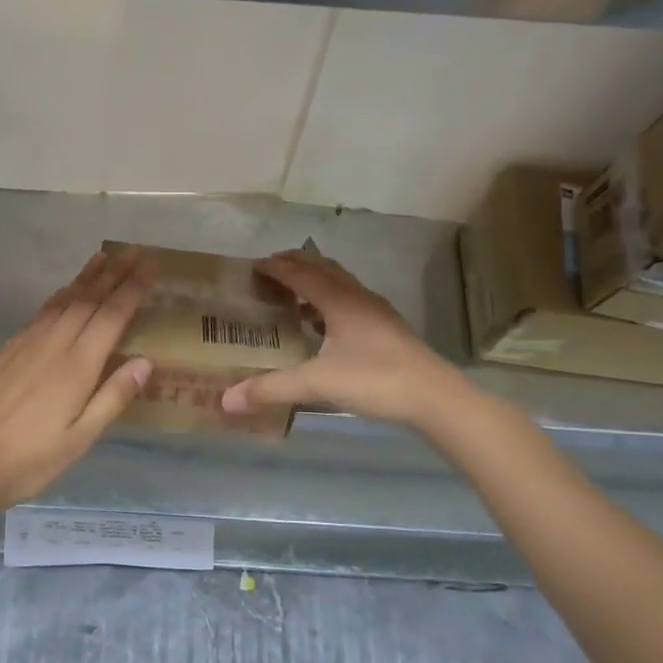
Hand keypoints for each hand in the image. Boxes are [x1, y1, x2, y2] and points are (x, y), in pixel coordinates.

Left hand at [0, 248, 154, 513]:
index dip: (132, 289)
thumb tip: (146, 361)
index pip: (112, 316)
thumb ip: (113, 398)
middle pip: (89, 300)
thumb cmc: (28, 460)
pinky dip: (60, 295)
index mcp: (77, 366)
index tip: (150, 267)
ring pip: (63, 300)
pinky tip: (65, 292)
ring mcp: (27, 344)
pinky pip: (42, 312)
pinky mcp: (7, 350)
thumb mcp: (79, 439)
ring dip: (86, 277)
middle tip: (135, 251)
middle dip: (114, 273)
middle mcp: (54, 345)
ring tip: (105, 257)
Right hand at [221, 249, 463, 428]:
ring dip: (318, 278)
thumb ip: (272, 389)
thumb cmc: (375, 379)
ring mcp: (377, 312)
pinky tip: (328, 322)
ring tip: (297, 289)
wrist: (435, 396)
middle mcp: (358, 298)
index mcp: (339, 302)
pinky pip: (353, 300)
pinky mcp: (389, 328)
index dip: (277, 268)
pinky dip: (333, 298)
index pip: (301, 275)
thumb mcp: (318, 383)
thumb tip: (227, 399)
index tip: (255, 264)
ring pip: (342, 283)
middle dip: (298, 263)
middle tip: (273, 265)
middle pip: (324, 269)